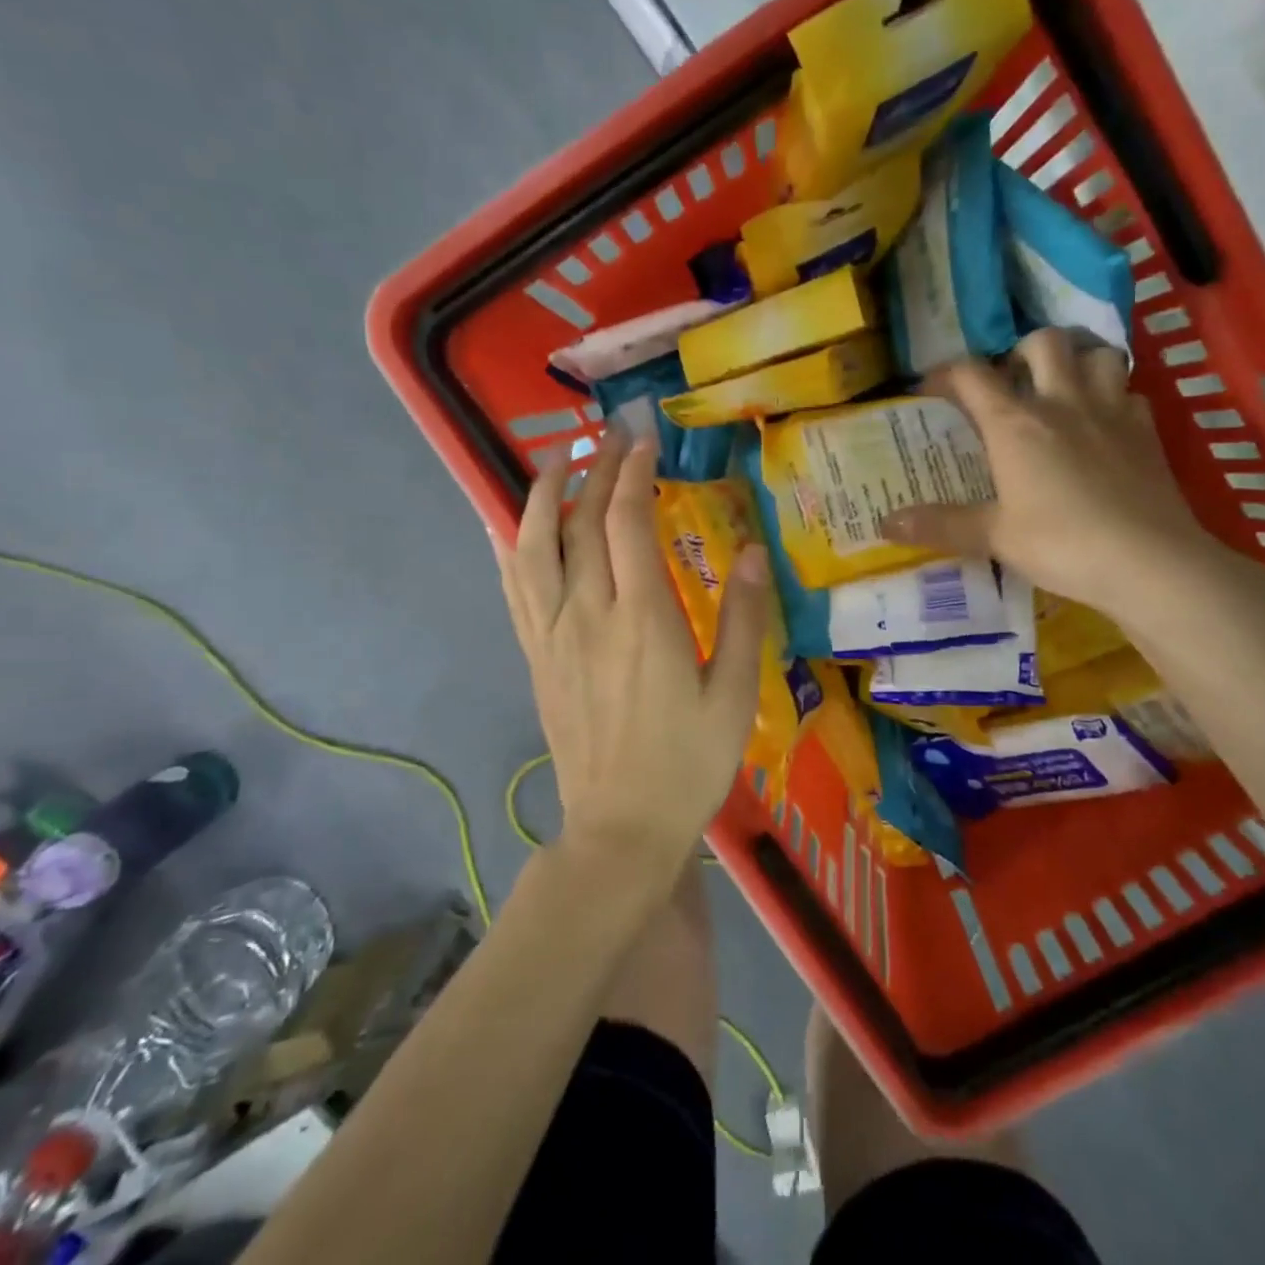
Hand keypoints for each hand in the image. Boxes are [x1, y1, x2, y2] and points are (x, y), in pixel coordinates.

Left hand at [494, 429, 769, 873]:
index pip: (626, 522)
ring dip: (540, 496)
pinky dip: (511, 546)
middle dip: (594, 470)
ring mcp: (553, 635)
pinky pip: (514, 589)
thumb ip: (742, 616)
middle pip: (579, 523)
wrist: (621, 826)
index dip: (633, 474)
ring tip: (554, 462)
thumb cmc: (688, 762)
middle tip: (611, 437)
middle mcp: (588, 614)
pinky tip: (511, 525)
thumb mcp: (734, 693)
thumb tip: (753, 549)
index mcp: (642, 619)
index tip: (643, 441)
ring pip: (532, 547)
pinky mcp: (536, 656)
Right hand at [880, 329, 1220, 624]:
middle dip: (1022, 351)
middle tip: (1012, 381)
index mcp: (1016, 424)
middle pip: (1045, 342)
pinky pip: (1130, 393)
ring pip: (1099, 354)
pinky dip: (1114, 397)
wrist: (1148, 562)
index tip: (930, 388)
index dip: (945, 373)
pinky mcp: (1147, 432)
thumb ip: (940, 525)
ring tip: (1064, 389)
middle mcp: (1063, 403)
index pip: (972, 375)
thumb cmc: (1061, 544)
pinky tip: (1105, 424)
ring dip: (1078, 362)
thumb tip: (884, 523)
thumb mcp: (993, 537)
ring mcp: (1111, 412)